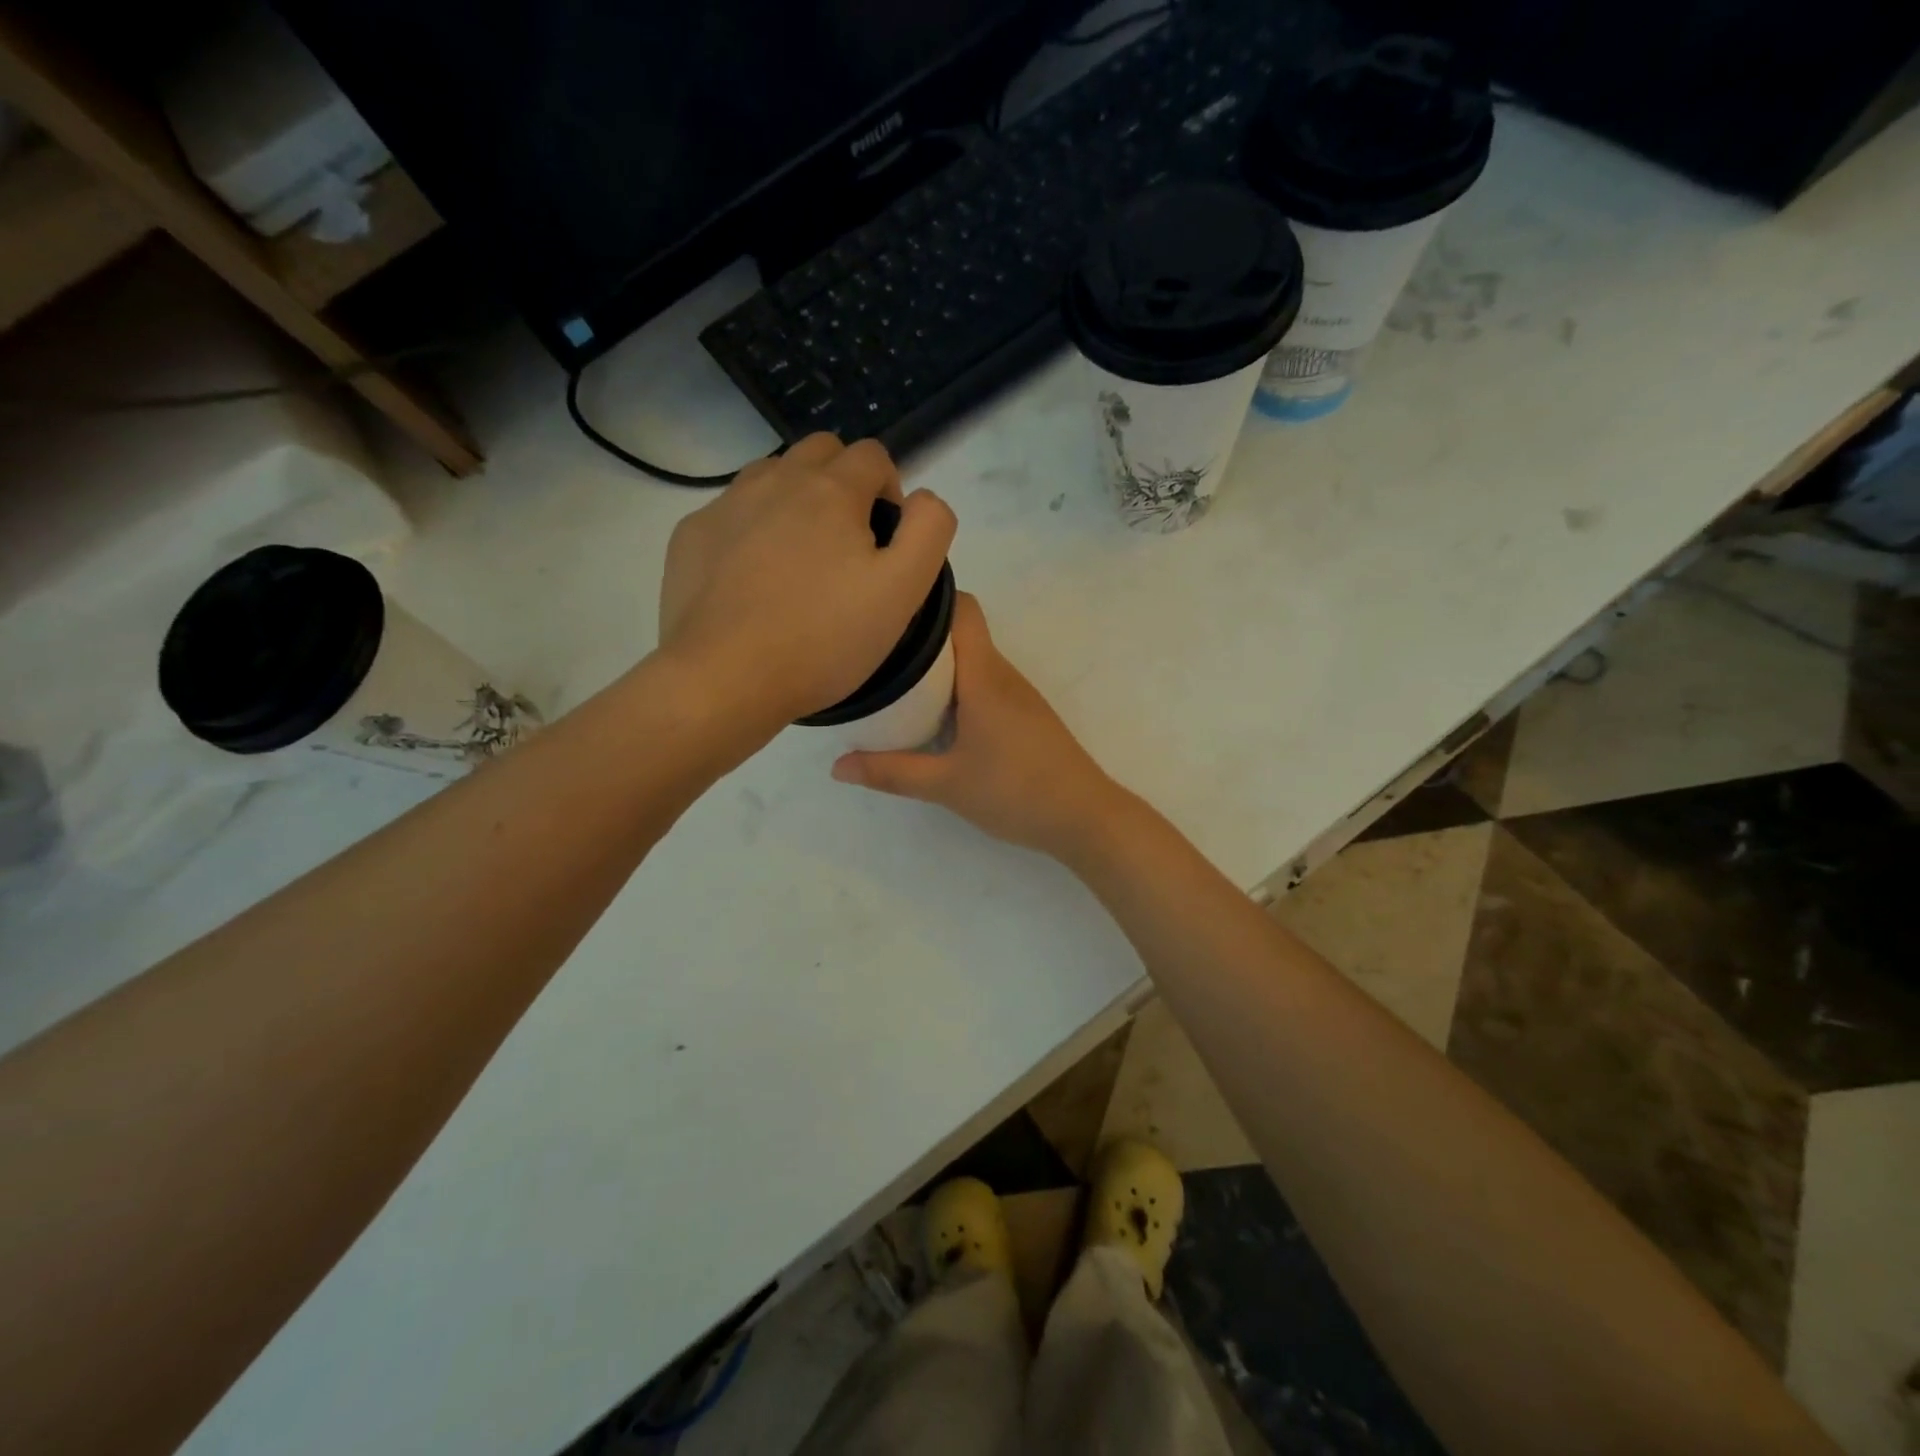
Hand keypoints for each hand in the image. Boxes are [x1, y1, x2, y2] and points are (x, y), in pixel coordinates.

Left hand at [658, 434, 955, 727]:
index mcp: (831, 490)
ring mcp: (726, 505)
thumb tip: (922, 500)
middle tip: (847, 545)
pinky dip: (751, 529)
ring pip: (771, 475)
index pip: (873, 456)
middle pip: (820, 451)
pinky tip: (753, 579)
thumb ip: (929, 531)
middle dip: (843, 482)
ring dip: (795, 499)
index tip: (885, 541)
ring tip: (799, 559)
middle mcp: (775, 481)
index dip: (890, 491)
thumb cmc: (823, 639)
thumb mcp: (903, 591)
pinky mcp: (691, 536)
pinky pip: (731, 512)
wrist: (725, 678)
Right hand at [830, 593, 1127, 859]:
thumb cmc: (1015, 791)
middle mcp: (1002, 675)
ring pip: (973, 661)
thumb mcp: (946, 785)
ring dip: (939, 667)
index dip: (930, 599)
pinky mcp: (1025, 715)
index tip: (890, 609)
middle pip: (961, 634)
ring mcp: (1018, 695)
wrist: (1084, 817)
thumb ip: (891, 772)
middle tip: (877, 653)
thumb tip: (837, 766)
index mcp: (984, 676)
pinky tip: (935, 717)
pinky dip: (957, 689)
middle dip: (921, 638)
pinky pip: (984, 684)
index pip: (963, 609)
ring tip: (897, 683)